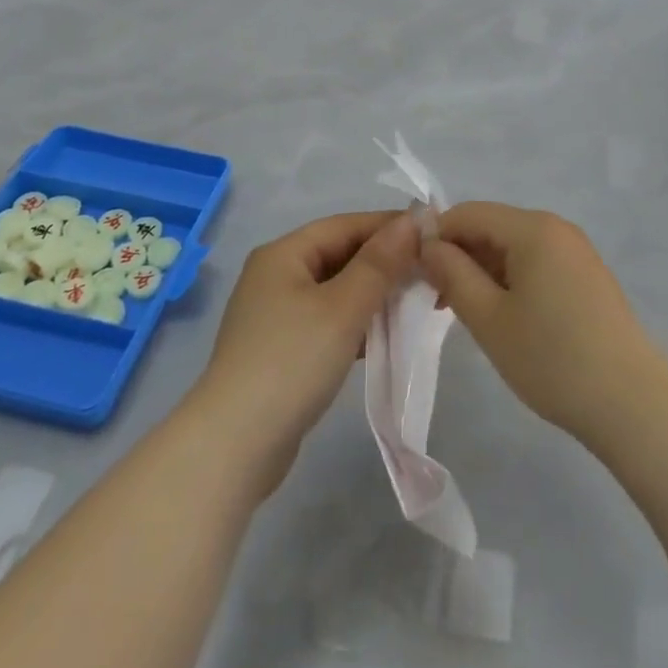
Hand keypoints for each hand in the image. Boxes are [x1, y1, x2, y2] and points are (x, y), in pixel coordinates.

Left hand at [190, 210, 418, 494]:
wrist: (234, 447)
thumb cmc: (291, 363)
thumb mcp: (342, 308)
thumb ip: (380, 263)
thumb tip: (413, 220)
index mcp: (284, 254)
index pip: (346, 225)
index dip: (390, 226)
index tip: (434, 233)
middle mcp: (277, 275)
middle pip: (341, 255)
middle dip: (387, 262)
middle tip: (433, 272)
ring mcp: (277, 314)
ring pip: (338, 290)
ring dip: (376, 294)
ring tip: (420, 303)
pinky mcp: (284, 350)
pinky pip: (330, 321)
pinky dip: (359, 323)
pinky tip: (388, 336)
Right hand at [422, 202, 664, 447]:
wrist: (632, 402)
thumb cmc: (552, 358)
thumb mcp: (489, 319)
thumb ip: (453, 274)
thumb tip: (428, 245)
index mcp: (533, 228)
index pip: (468, 213)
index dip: (435, 236)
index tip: (413, 273)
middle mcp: (556, 228)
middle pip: (492, 227)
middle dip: (458, 255)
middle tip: (434, 299)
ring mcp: (575, 251)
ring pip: (512, 247)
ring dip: (482, 271)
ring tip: (462, 312)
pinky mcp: (585, 276)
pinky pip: (535, 263)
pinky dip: (509, 280)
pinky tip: (500, 315)